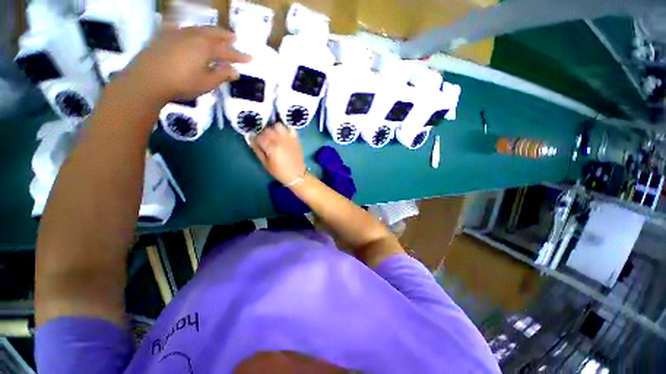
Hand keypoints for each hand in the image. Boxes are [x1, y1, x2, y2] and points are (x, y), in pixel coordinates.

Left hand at [124, 25, 250, 102]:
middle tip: (234, 37)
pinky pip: (176, 28)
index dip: (240, 56)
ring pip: (196, 29)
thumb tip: (235, 71)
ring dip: (208, 31)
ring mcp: (176, 34)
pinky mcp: (162, 36)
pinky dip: (183, 29)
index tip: (251, 58)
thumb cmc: (182, 83)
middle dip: (225, 36)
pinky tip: (182, 29)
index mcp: (206, 48)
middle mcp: (193, 36)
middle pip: (213, 33)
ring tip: (214, 34)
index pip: (228, 51)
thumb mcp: (207, 83)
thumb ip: (222, 75)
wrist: (147, 79)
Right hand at [250, 123, 306, 185]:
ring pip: (278, 126)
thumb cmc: (280, 172)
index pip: (259, 136)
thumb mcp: (265, 163)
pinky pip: (290, 129)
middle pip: (268, 130)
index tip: (257, 143)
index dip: (256, 139)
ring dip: (274, 129)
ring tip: (274, 137)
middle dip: (264, 134)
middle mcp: (280, 140)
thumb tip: (251, 139)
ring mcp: (289, 138)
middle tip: (265, 141)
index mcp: (272, 147)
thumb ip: (257, 150)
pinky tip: (284, 136)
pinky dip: (286, 130)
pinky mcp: (296, 139)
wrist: (297, 175)